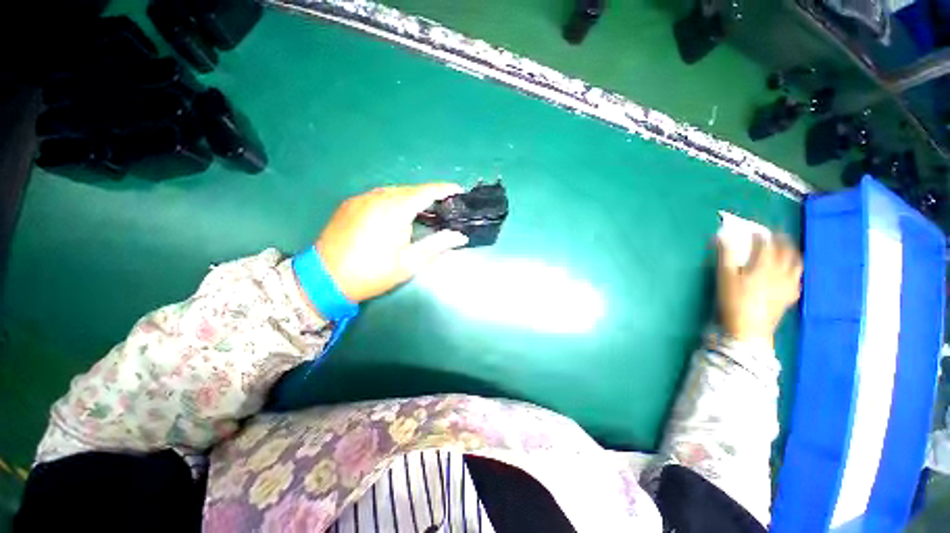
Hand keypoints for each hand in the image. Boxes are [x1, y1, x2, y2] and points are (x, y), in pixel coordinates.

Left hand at [313, 184, 468, 302]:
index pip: (425, 192)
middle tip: (443, 205)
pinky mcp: (350, 204)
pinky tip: (396, 214)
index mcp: (394, 210)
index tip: (458, 190)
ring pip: (394, 191)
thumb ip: (437, 245)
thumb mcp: (409, 263)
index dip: (444, 189)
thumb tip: (460, 236)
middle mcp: (377, 197)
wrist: (325, 279)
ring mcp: (361, 199)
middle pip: (410, 189)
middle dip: (428, 194)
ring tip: (422, 210)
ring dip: (411, 197)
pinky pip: (379, 195)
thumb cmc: (372, 273)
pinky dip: (394, 200)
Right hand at [717, 234, 801, 343]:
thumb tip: (721, 237)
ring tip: (787, 250)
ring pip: (796, 264)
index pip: (766, 245)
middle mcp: (781, 273)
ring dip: (792, 253)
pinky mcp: (789, 297)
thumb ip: (725, 256)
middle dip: (782, 240)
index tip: (755, 231)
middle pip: (787, 251)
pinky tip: (791, 273)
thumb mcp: (724, 278)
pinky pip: (797, 279)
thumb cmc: (733, 302)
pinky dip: (795, 271)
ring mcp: (788, 285)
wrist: (749, 330)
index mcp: (764, 266)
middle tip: (776, 235)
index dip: (761, 235)